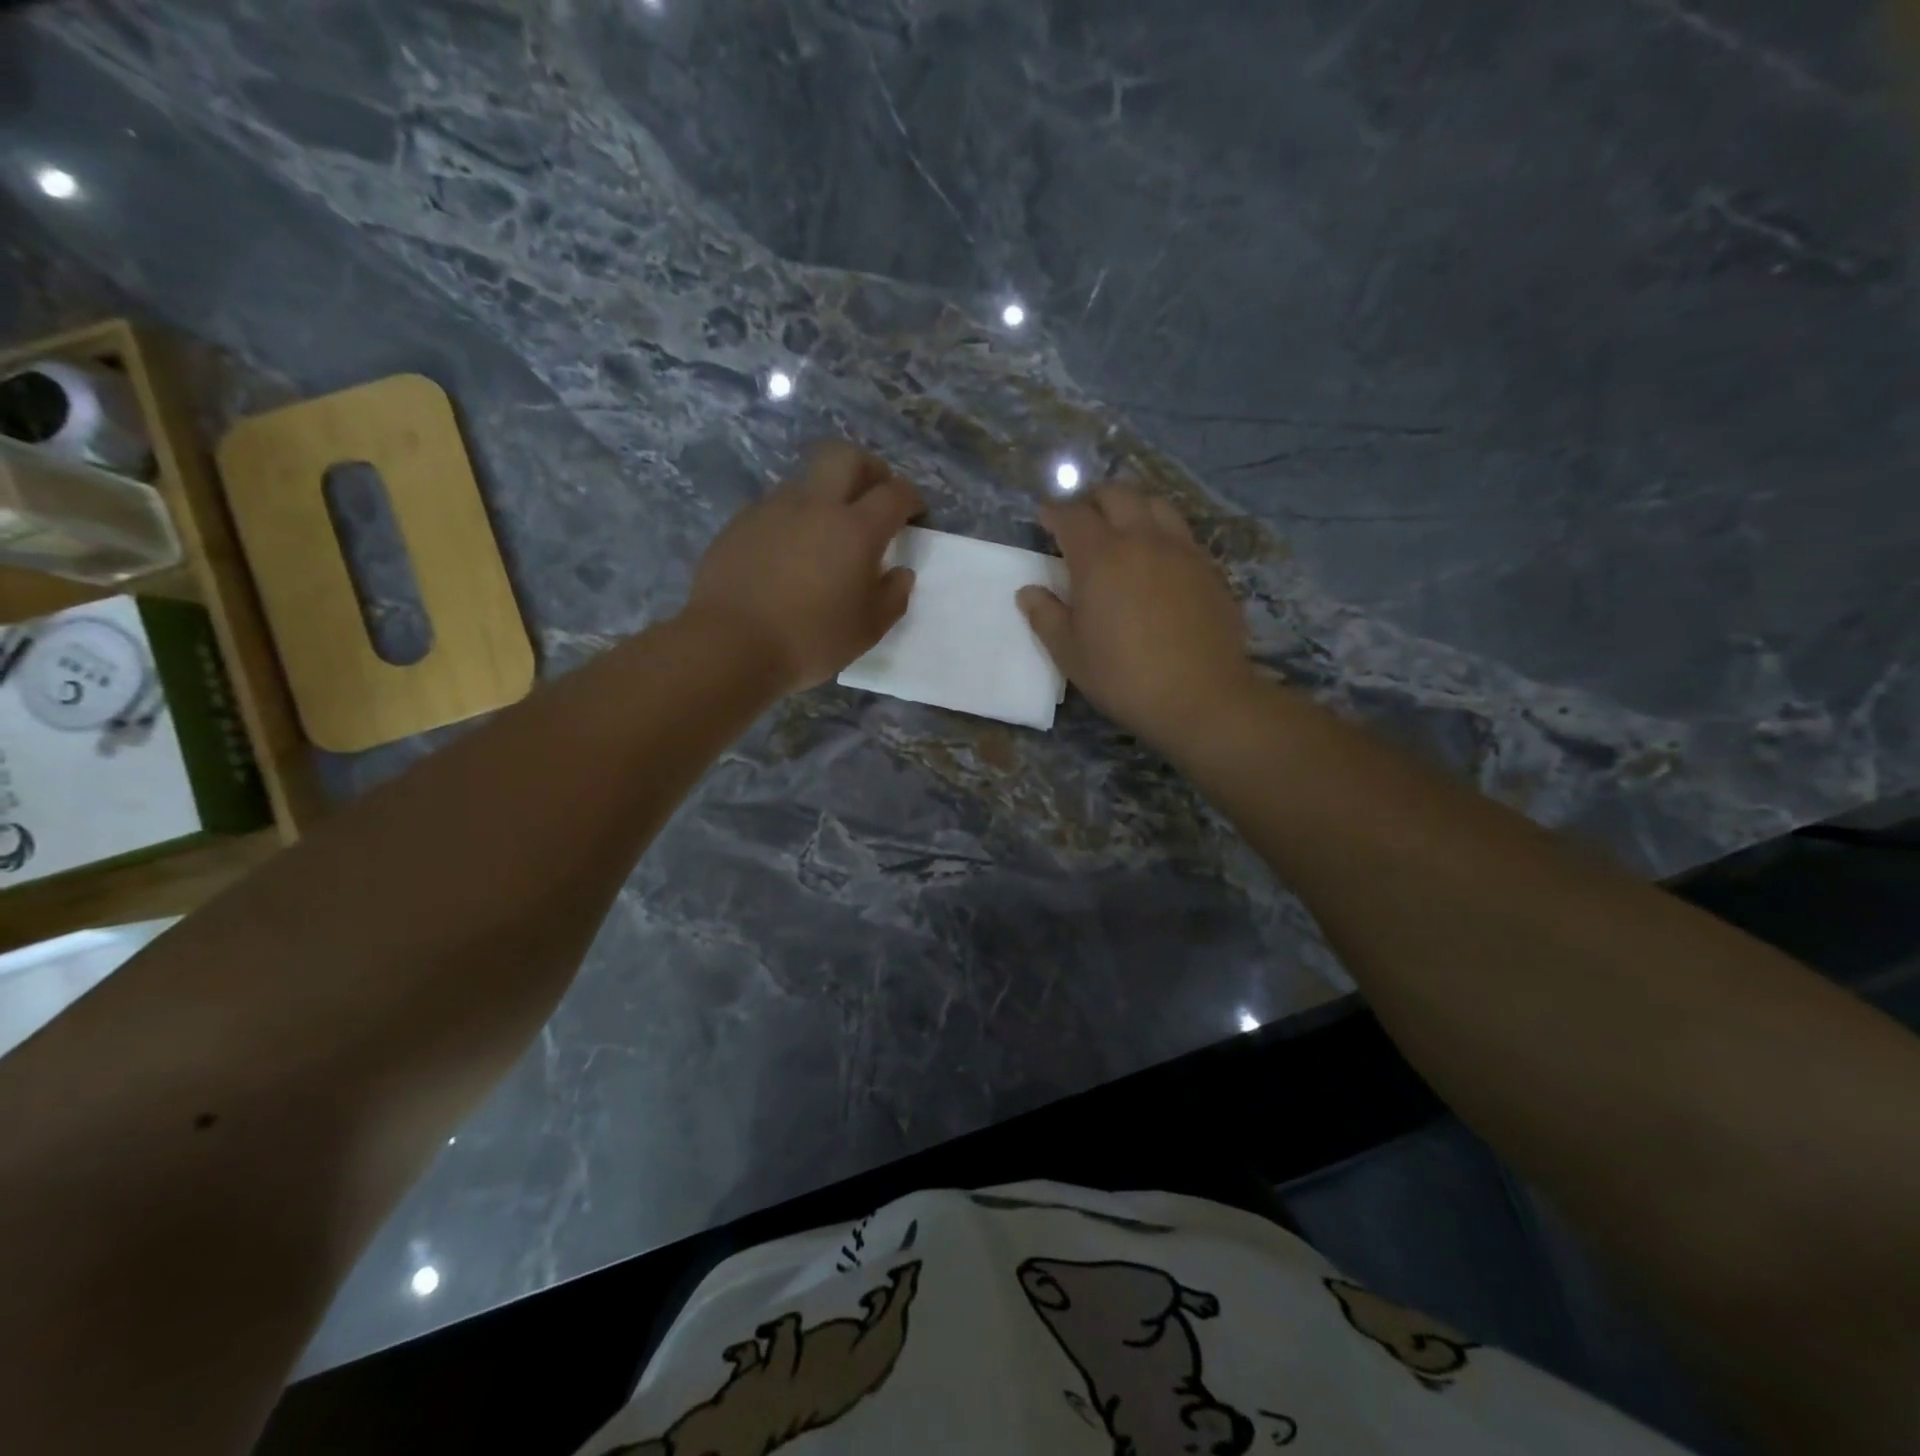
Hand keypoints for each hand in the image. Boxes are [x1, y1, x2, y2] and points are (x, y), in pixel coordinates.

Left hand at [685, 442, 922, 692]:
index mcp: (855, 529)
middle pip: (846, 456)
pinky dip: (793, 520)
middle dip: (869, 468)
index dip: (911, 498)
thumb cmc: (810, 639)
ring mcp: (772, 509)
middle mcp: (815, 505)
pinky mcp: (740, 523)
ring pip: (807, 480)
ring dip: (826, 495)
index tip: (915, 513)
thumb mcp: (868, 629)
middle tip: (875, 495)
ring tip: (828, 534)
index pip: (894, 493)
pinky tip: (790, 554)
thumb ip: (893, 596)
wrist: (730, 644)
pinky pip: (776, 508)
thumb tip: (900, 573)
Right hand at [1018, 485, 1254, 750]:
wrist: (1200, 696)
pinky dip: (1161, 533)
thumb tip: (1029, 592)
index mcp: (1100, 557)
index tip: (1045, 518)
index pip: (1072, 516)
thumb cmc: (1123, 676)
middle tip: (1083, 520)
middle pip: (1116, 495)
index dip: (1054, 512)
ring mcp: (1181, 550)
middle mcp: (1141, 539)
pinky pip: (1181, 533)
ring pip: (1155, 505)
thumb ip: (1046, 616)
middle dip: (1093, 500)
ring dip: (1132, 508)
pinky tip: (1157, 560)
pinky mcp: (1209, 567)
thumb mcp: (1070, 653)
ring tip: (1123, 531)